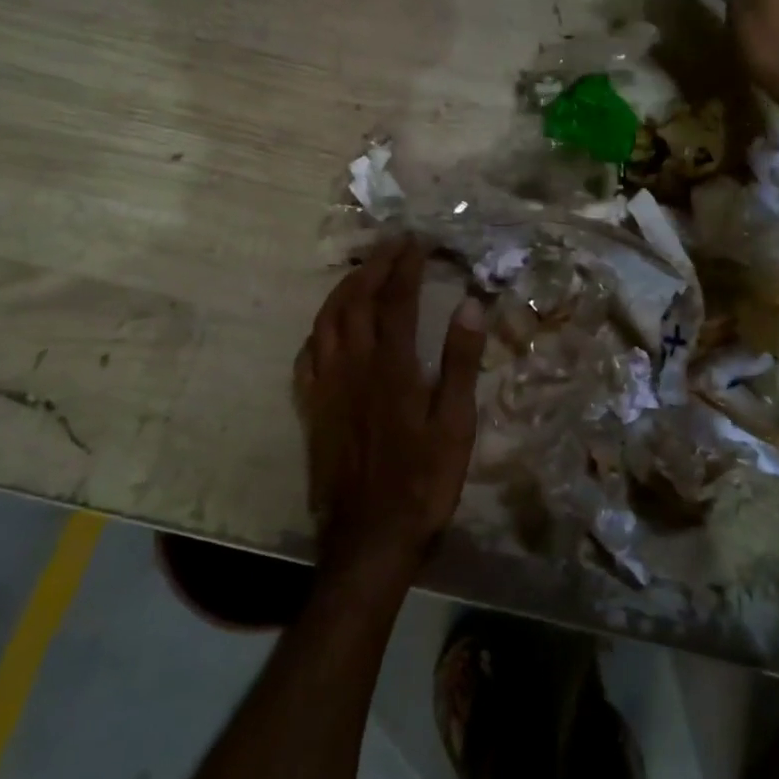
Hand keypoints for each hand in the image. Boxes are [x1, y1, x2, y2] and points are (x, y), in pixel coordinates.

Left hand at [294, 238, 487, 588]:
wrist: (370, 537)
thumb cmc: (423, 482)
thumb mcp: (456, 425)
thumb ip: (461, 363)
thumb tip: (470, 305)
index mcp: (393, 367)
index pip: (397, 300)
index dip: (406, 266)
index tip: (416, 241)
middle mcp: (354, 366)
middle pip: (357, 301)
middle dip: (374, 266)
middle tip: (391, 244)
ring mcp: (327, 387)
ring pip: (327, 322)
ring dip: (343, 289)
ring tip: (361, 272)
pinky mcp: (312, 409)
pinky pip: (308, 355)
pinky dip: (319, 329)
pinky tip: (328, 326)